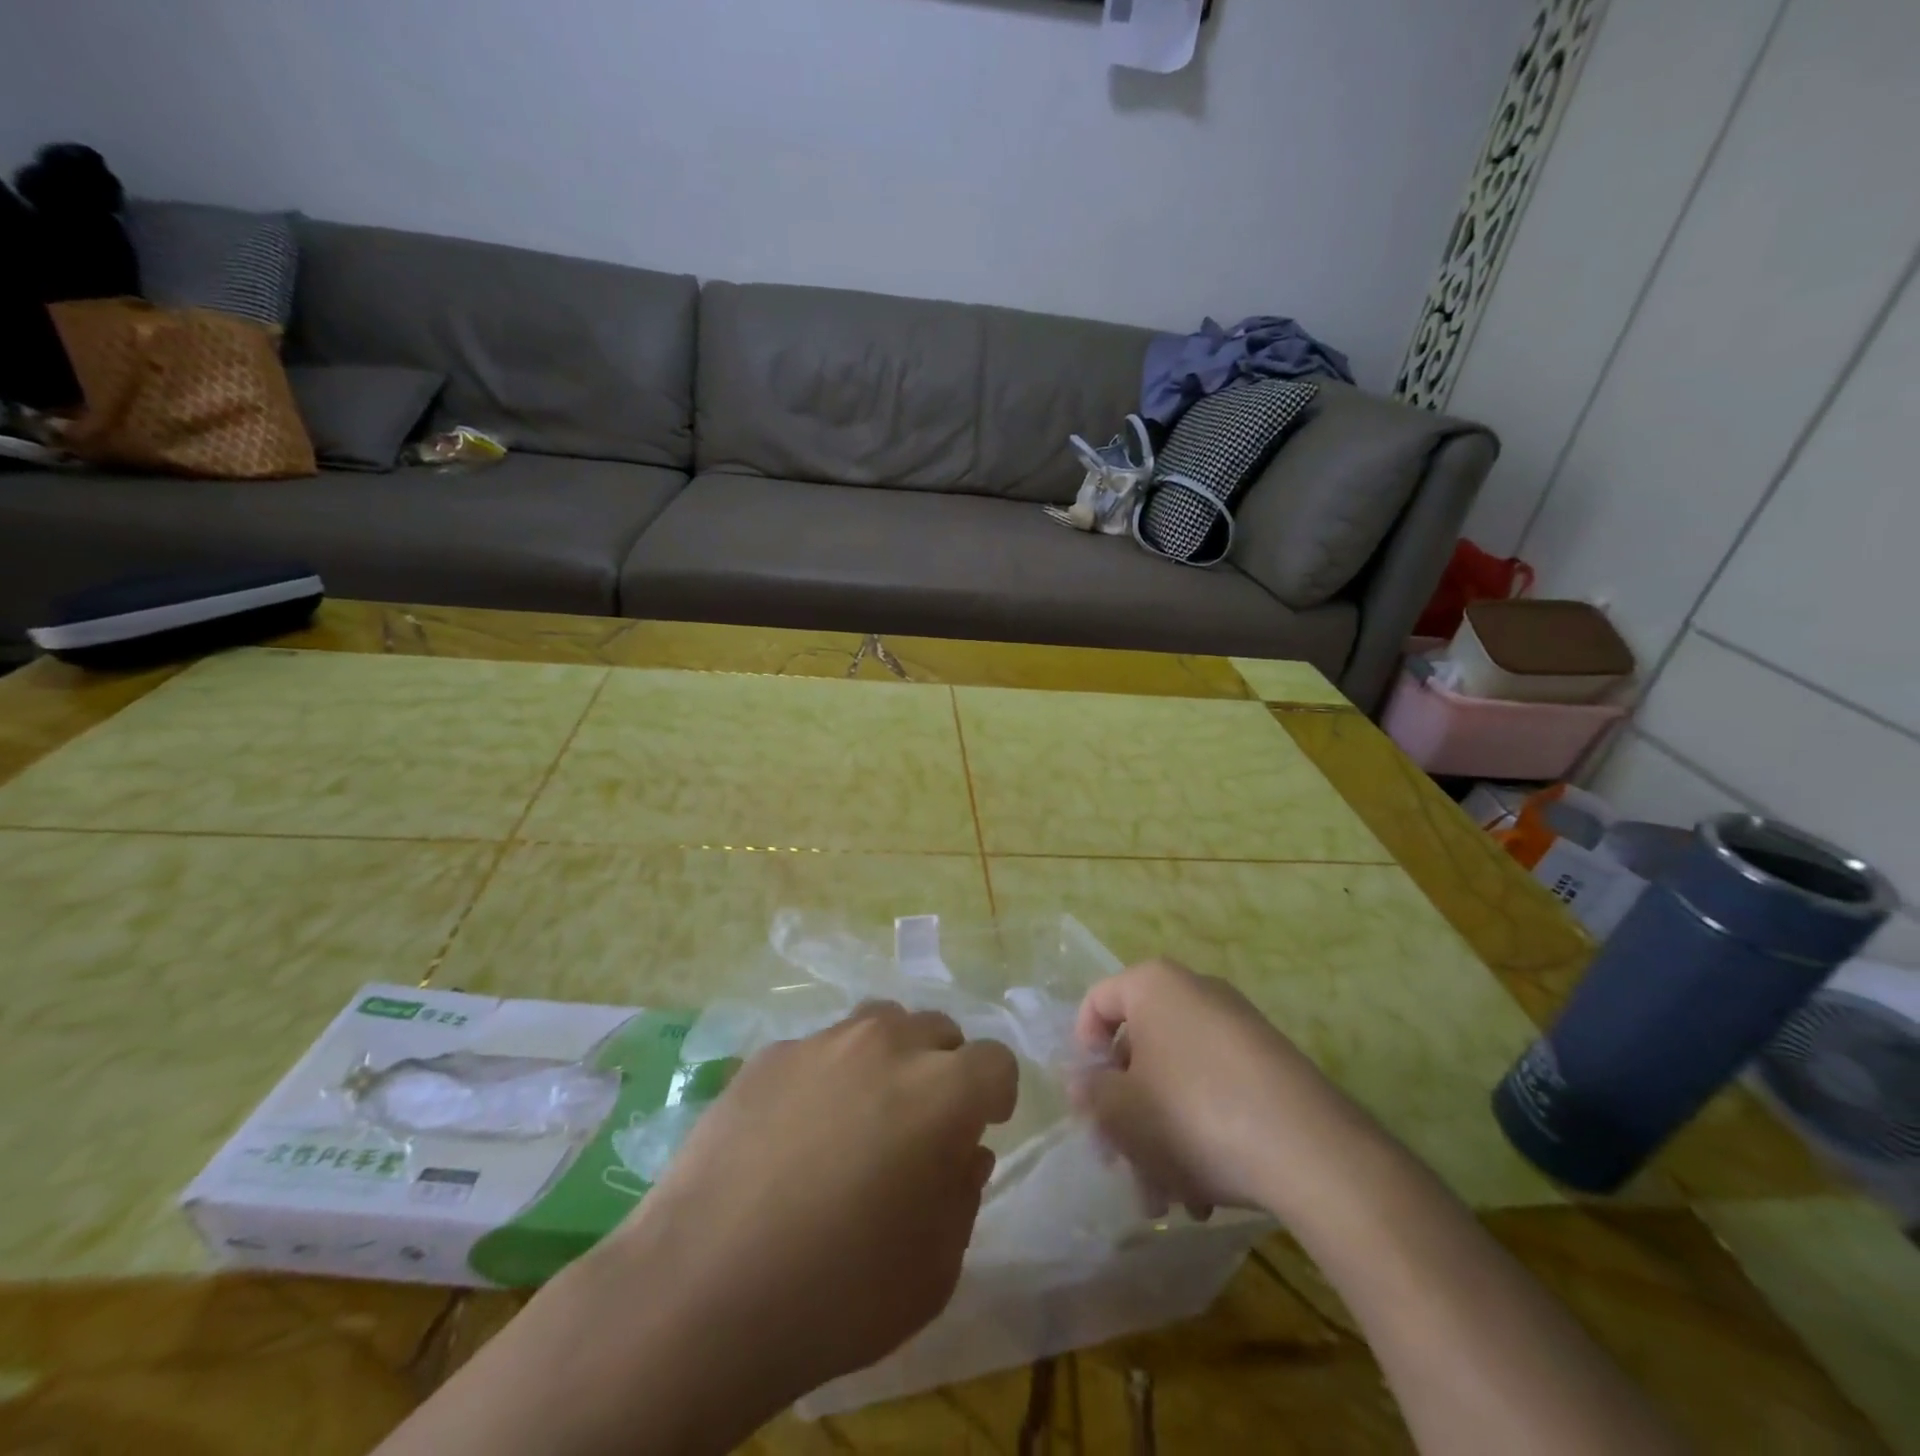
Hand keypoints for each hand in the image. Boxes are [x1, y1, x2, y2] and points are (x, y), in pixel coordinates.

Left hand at [587, 1002, 1018, 1405]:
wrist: (701, 1290)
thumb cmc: (838, 1293)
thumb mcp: (934, 1269)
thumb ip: (963, 1194)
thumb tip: (966, 1151)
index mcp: (942, 1092)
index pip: (996, 1060)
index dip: (996, 1094)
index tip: (983, 1126)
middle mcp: (887, 1046)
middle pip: (938, 1030)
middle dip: (945, 1068)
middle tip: (922, 1122)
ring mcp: (822, 1042)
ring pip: (879, 1022)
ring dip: (890, 1056)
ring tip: (864, 1112)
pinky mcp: (769, 1054)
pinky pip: (818, 1049)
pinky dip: (828, 1074)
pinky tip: (797, 1131)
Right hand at [1072, 959, 1369, 1220]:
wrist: (1309, 1149)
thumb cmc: (1192, 1114)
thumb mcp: (1120, 1111)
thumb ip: (1089, 1093)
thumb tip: (1082, 1083)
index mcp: (1153, 986)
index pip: (1097, 1003)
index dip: (1083, 1052)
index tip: (1089, 1101)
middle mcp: (1195, 993)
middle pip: (1140, 1049)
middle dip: (1126, 1114)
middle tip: (1122, 1166)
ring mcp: (1238, 1027)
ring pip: (1177, 1079)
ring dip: (1161, 1138)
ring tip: (1167, 1201)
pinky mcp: (1270, 1065)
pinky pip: (1216, 1089)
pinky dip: (1200, 1132)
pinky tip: (1204, 1194)